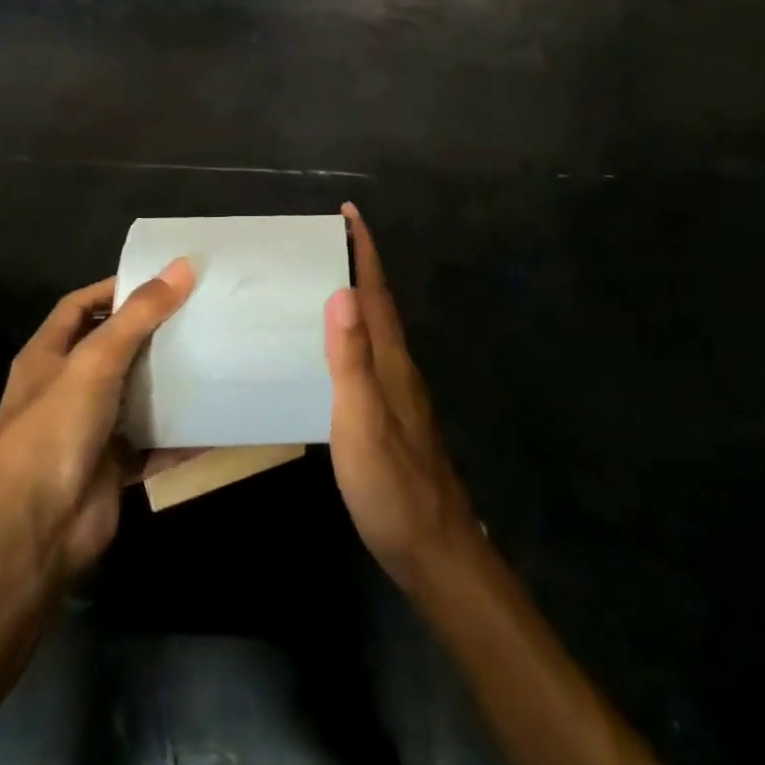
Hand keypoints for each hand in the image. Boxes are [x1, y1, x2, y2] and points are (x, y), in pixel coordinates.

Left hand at [0, 260, 196, 581]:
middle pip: (111, 348)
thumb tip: (182, 266)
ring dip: (165, 381)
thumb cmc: (55, 431)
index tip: (162, 279)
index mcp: (47, 356)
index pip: (80, 306)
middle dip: (150, 333)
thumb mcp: (96, 362)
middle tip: (197, 313)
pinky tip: (213, 419)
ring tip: (211, 354)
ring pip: (133, 395)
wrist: (34, 533)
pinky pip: (151, 444)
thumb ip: (139, 315)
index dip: (114, 289)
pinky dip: (178, 434)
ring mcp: (88, 430)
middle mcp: (65, 388)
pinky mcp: (111, 467)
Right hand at [325, 204, 482, 590]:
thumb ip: (351, 361)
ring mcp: (400, 394)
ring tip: (329, 279)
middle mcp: (399, 368)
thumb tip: (342, 293)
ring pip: (379, 329)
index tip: (350, 212)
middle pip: (380, 304)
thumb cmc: (392, 486)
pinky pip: (372, 355)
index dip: (365, 251)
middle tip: (331, 237)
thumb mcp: (362, 423)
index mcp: (390, 362)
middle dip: (361, 264)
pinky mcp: (394, 417)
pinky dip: (357, 334)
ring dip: (360, 297)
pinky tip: (340, 348)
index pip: (376, 293)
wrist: (435, 552)